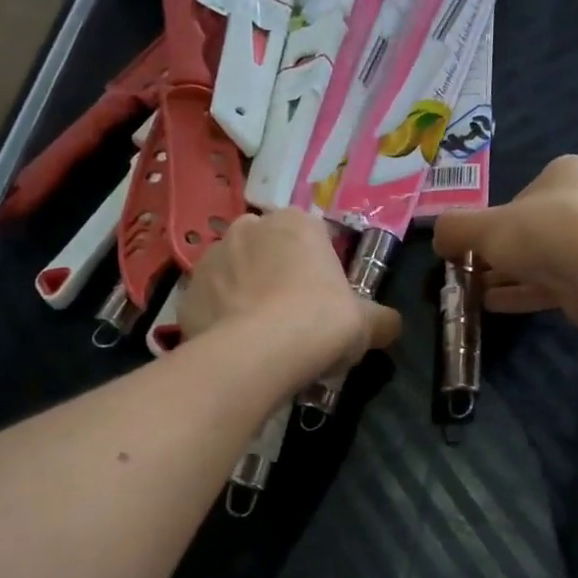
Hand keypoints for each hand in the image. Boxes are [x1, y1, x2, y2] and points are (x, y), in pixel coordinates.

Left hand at [180, 210, 401, 373]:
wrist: (257, 354)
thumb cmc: (319, 323)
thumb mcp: (366, 324)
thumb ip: (381, 319)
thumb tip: (391, 324)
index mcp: (297, 222)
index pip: (313, 236)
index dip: (320, 269)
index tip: (325, 300)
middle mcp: (249, 227)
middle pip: (269, 249)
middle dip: (278, 274)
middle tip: (294, 317)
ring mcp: (211, 257)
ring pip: (235, 273)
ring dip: (246, 293)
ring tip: (261, 335)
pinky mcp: (186, 293)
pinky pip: (210, 303)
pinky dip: (221, 318)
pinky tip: (235, 346)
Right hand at [432, 155, 577, 326]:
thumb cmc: (541, 230)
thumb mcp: (484, 226)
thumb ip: (455, 228)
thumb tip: (438, 240)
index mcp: (569, 173)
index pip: (525, 194)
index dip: (496, 219)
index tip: (474, 243)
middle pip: (534, 229)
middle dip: (501, 253)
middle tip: (471, 271)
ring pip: (544, 259)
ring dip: (508, 276)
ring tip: (475, 293)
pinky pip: (553, 284)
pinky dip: (523, 293)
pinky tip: (493, 305)